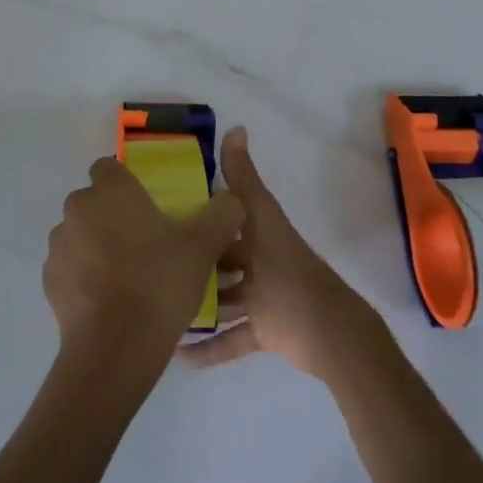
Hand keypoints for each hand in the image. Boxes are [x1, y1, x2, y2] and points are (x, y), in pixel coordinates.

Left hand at [44, 157, 245, 378]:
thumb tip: (231, 199)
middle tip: (145, 245)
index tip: (148, 209)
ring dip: (97, 246)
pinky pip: (70, 266)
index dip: (127, 184)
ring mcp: (59, 244)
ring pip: (80, 234)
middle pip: (94, 202)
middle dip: (113, 216)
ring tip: (128, 278)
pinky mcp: (49, 279)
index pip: (109, 168)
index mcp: (110, 191)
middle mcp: (77, 208)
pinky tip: (109, 300)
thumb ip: (222, 213)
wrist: (115, 347)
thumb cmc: (159, 283)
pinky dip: (84, 276)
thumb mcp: (203, 246)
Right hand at [179, 127, 384, 379]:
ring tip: (156, 304)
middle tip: (150, 262)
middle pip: (219, 258)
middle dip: (191, 259)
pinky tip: (176, 354)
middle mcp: (258, 262)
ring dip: (196, 303)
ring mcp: (260, 299)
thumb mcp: (263, 222)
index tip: (159, 211)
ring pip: (221, 298)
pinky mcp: (262, 332)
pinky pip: (229, 340)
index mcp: (259, 233)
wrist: (331, 336)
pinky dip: (208, 348)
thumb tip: (235, 127)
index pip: (224, 217)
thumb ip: (245, 180)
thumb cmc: (290, 275)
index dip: (197, 211)